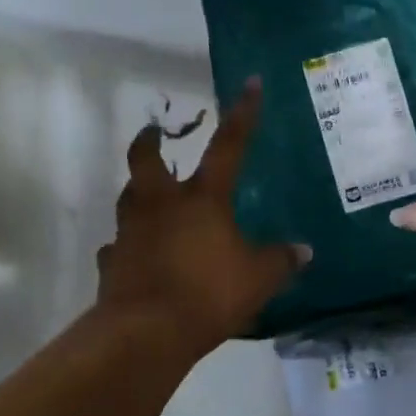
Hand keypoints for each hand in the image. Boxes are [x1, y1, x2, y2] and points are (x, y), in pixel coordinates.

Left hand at [97, 80, 306, 355]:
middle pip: (146, 159)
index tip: (250, 84)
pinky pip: (118, 246)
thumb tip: (304, 250)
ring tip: (151, 198)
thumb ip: (282, 261)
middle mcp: (161, 205)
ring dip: (139, 192)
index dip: (242, 115)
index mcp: (202, 199)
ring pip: (129, 199)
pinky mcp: (111, 261)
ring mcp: (130, 232)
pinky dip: (128, 246)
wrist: (147, 331)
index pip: (228, 147)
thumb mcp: (259, 279)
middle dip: (150, 141)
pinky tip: (138, 255)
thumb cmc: (208, 293)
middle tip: (155, 133)